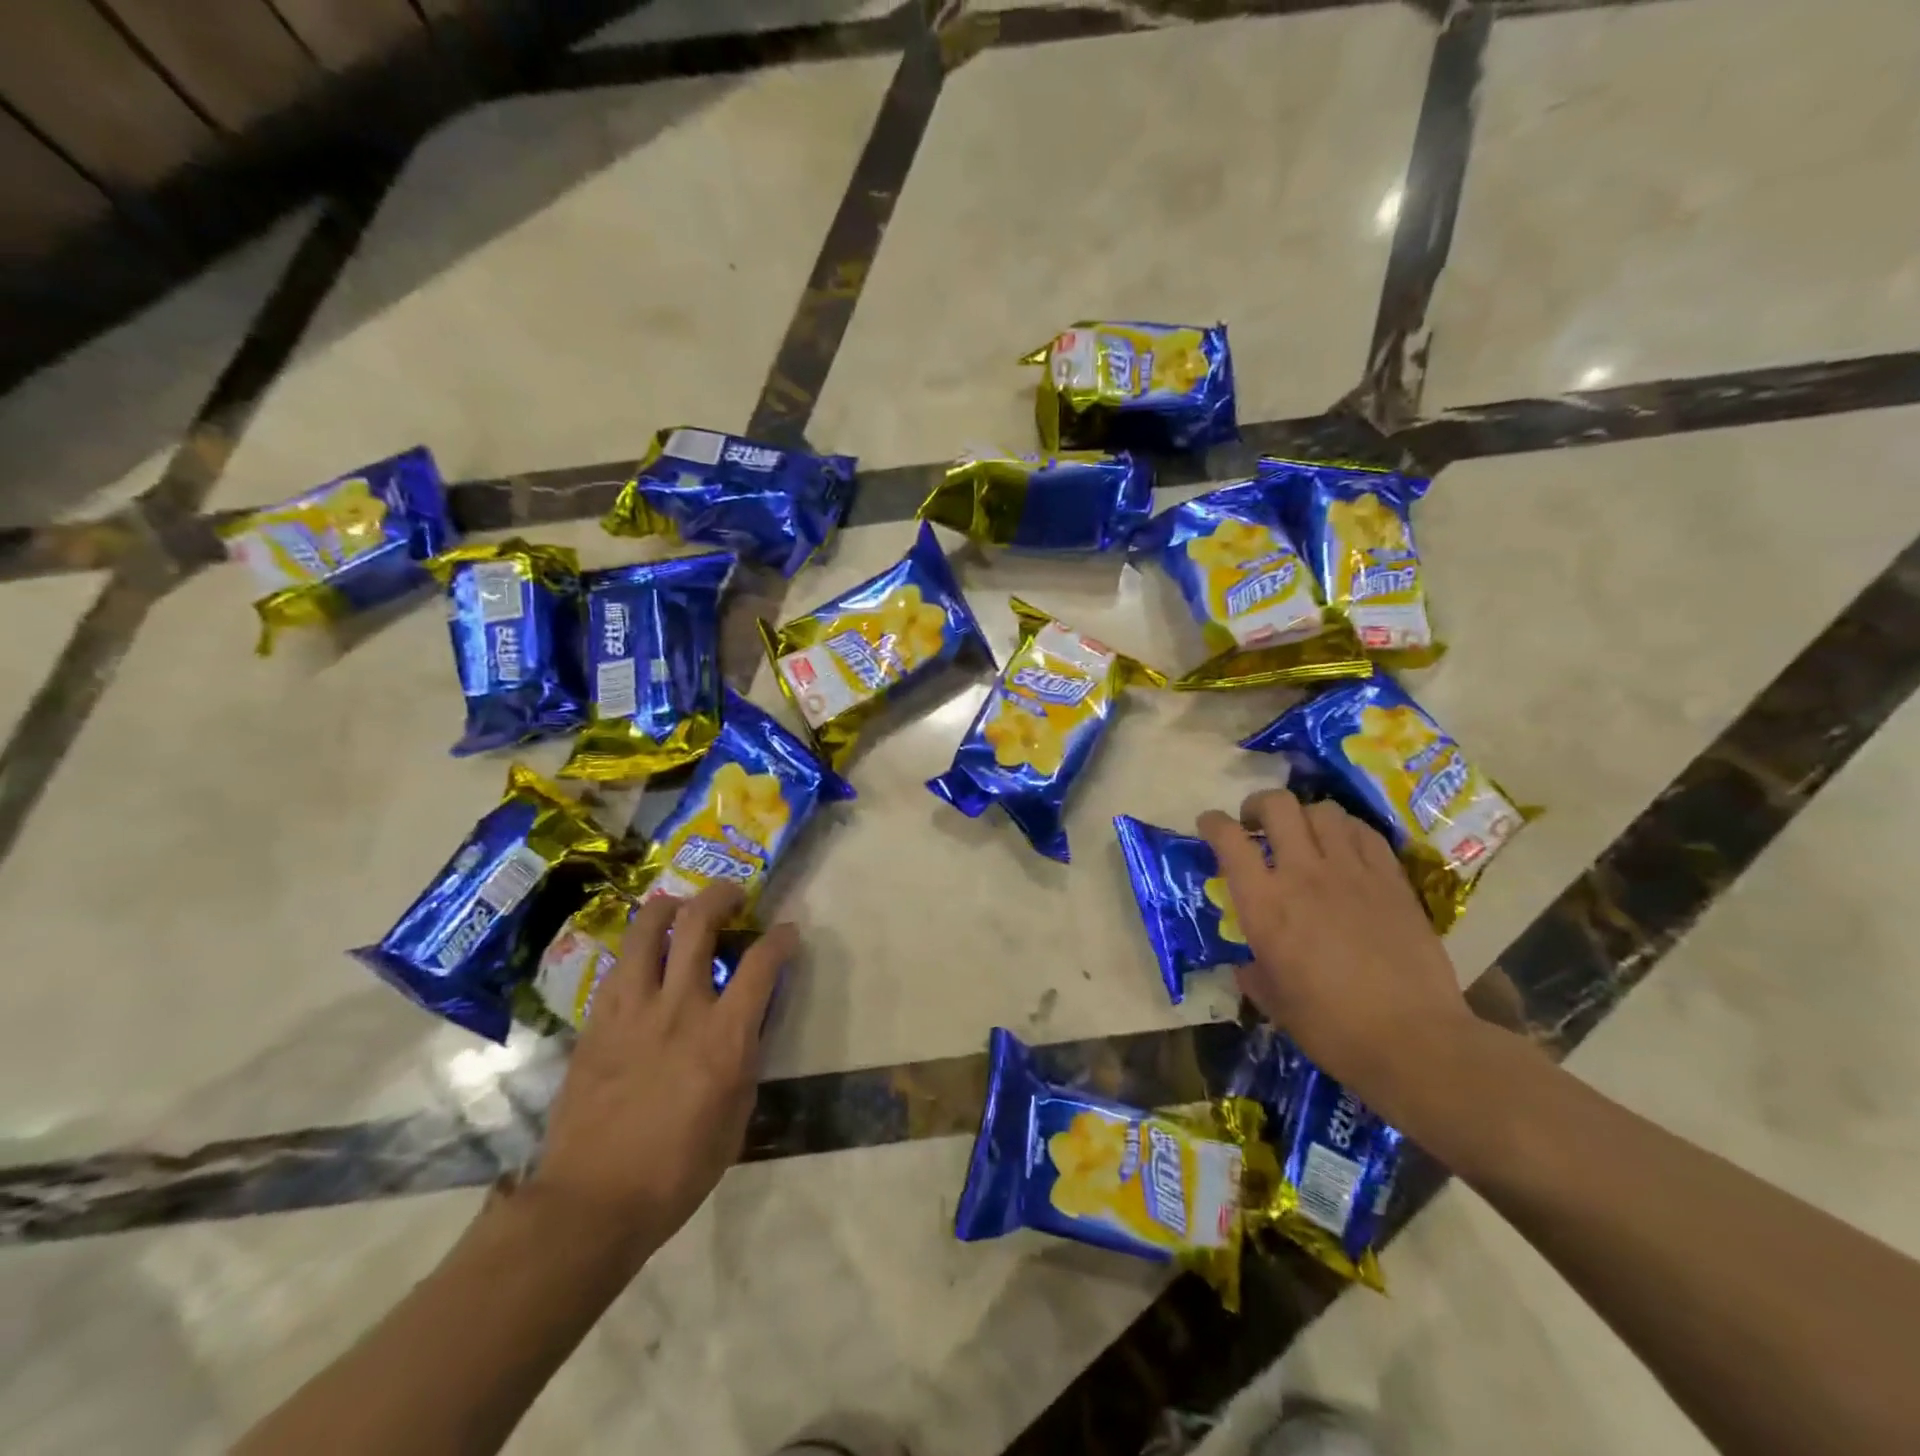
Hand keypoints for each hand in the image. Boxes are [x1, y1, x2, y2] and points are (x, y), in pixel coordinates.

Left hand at [528, 883, 796, 1267]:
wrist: (591, 1203)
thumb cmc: (678, 1170)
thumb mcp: (736, 1117)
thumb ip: (745, 1058)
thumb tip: (747, 1024)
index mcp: (723, 1036)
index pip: (761, 963)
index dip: (780, 938)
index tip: (787, 931)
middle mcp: (679, 1008)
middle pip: (698, 924)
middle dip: (721, 897)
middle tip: (733, 896)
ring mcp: (631, 1010)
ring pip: (646, 931)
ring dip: (669, 907)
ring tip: (680, 907)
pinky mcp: (596, 1022)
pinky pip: (617, 967)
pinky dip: (636, 950)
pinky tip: (642, 958)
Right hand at [1197, 789, 1479, 1124]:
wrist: (1414, 1041)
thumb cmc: (1331, 1028)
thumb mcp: (1275, 1003)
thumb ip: (1254, 973)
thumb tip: (1247, 964)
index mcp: (1264, 904)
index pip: (1229, 840)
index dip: (1213, 823)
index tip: (1210, 824)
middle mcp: (1303, 874)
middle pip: (1277, 806)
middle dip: (1259, 805)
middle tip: (1256, 824)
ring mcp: (1351, 871)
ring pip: (1323, 811)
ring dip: (1305, 816)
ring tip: (1304, 834)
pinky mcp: (1392, 879)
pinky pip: (1364, 832)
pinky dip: (1346, 830)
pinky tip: (1345, 847)